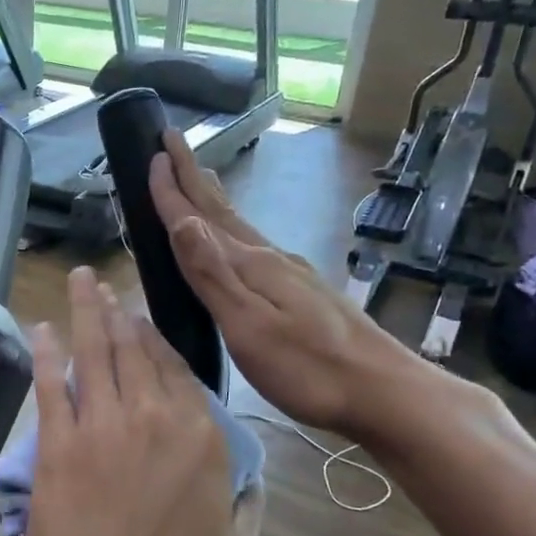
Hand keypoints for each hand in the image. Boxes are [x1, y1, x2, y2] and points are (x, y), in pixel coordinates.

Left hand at [18, 268, 248, 535]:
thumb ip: (244, 504)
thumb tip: (247, 481)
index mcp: (201, 437)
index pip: (178, 371)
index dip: (158, 341)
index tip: (144, 321)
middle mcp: (154, 416)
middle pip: (135, 350)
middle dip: (121, 313)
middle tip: (108, 286)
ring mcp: (101, 424)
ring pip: (96, 352)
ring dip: (87, 311)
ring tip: (81, 280)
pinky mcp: (58, 440)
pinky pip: (52, 384)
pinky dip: (46, 352)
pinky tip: (43, 328)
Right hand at [148, 129, 421, 438]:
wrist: (383, 391)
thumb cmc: (308, 368)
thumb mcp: (249, 325)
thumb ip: (213, 275)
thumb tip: (182, 220)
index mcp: (251, 265)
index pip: (199, 218)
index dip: (172, 189)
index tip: (153, 152)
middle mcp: (269, 258)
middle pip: (221, 210)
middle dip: (191, 177)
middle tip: (171, 143)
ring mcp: (289, 273)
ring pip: (238, 226)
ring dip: (211, 201)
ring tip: (196, 179)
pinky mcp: (301, 291)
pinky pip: (252, 247)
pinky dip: (230, 231)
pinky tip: (235, 241)